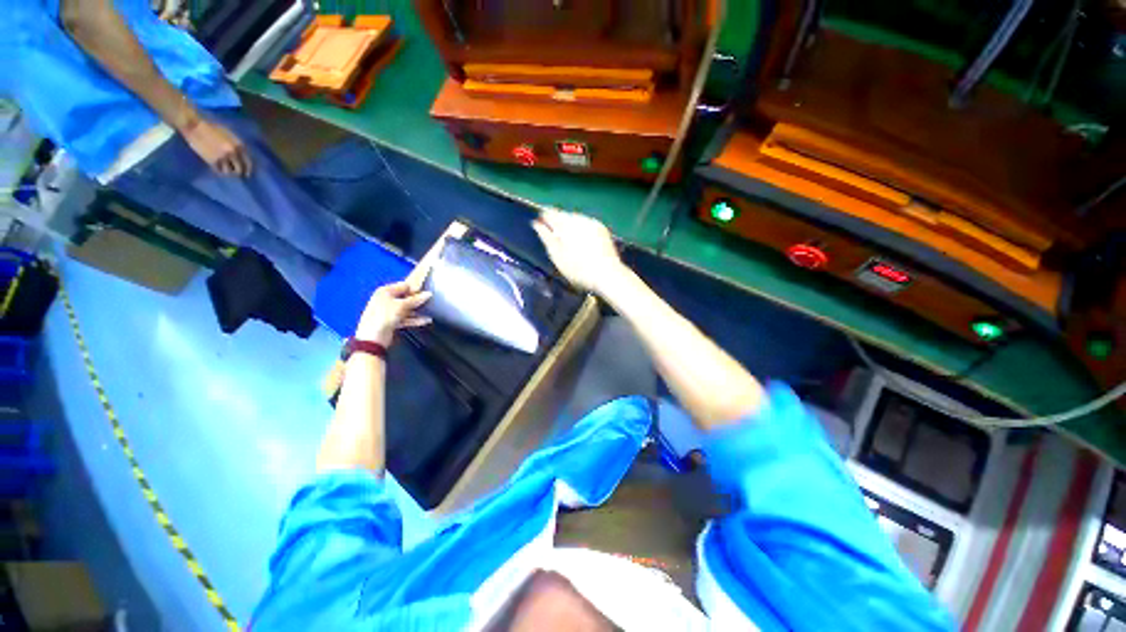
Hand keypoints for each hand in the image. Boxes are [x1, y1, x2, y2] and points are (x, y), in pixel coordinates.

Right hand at [179, 115, 252, 176]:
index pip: (248, 163)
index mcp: (239, 145)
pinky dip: (219, 171)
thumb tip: (241, 156)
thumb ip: (236, 145)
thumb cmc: (211, 127)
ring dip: (227, 172)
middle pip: (240, 169)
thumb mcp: (229, 135)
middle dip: (237, 172)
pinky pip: (219, 170)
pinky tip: (217, 168)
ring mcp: (223, 157)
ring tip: (225, 170)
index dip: (247, 169)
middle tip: (234, 173)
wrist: (194, 126)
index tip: (246, 174)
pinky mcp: (212, 160)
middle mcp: (234, 152)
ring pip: (230, 172)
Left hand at [355, 281, 431, 345]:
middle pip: (406, 298)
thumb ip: (416, 300)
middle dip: (417, 300)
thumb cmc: (384, 316)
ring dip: (417, 311)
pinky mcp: (392, 321)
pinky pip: (406, 318)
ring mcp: (389, 311)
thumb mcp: (402, 305)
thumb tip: (428, 294)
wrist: (373, 337)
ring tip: (430, 311)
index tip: (426, 292)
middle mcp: (386, 299)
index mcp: (385, 291)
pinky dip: (415, 319)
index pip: (404, 286)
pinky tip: (425, 320)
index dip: (415, 289)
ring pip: (406, 309)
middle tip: (429, 301)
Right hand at [532, 208, 625, 293]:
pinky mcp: (603, 230)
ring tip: (567, 241)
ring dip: (569, 226)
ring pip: (576, 220)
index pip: (550, 213)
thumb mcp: (557, 255)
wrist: (608, 275)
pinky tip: (580, 243)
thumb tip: (536, 223)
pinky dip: (580, 231)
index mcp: (567, 223)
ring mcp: (593, 223)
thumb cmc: (578, 269)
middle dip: (557, 223)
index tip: (540, 225)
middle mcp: (580, 218)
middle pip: (564, 215)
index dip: (543, 218)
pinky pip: (586, 225)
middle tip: (553, 237)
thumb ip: (546, 237)